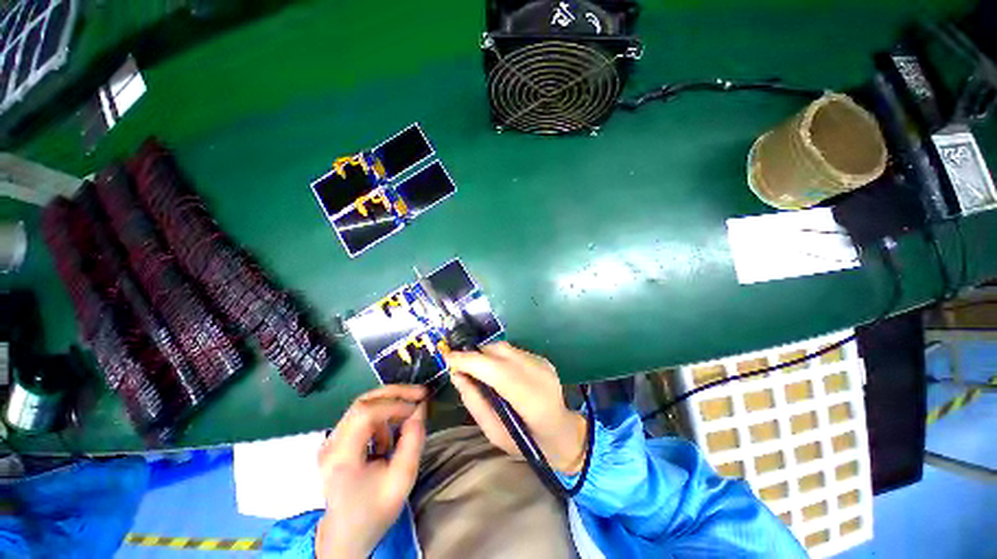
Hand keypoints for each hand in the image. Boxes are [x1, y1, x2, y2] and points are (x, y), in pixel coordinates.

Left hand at [315, 385, 426, 558]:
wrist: (346, 535)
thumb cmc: (375, 511)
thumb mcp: (402, 479)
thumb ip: (413, 441)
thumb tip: (420, 409)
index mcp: (342, 457)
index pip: (366, 413)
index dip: (395, 404)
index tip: (419, 407)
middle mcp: (331, 444)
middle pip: (363, 402)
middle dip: (395, 393)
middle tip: (420, 393)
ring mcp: (331, 441)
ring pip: (363, 405)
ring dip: (390, 404)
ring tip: (408, 417)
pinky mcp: (336, 441)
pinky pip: (361, 416)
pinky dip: (382, 415)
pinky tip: (390, 435)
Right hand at [447, 342, 586, 473]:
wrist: (563, 432)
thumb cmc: (529, 443)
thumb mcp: (495, 434)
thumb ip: (476, 404)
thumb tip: (457, 376)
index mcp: (533, 402)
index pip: (498, 372)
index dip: (471, 361)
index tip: (448, 358)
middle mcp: (540, 375)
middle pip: (500, 352)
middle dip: (475, 355)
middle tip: (458, 365)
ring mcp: (543, 364)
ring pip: (505, 347)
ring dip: (485, 354)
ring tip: (474, 369)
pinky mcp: (542, 359)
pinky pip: (512, 350)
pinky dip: (497, 356)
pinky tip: (494, 370)